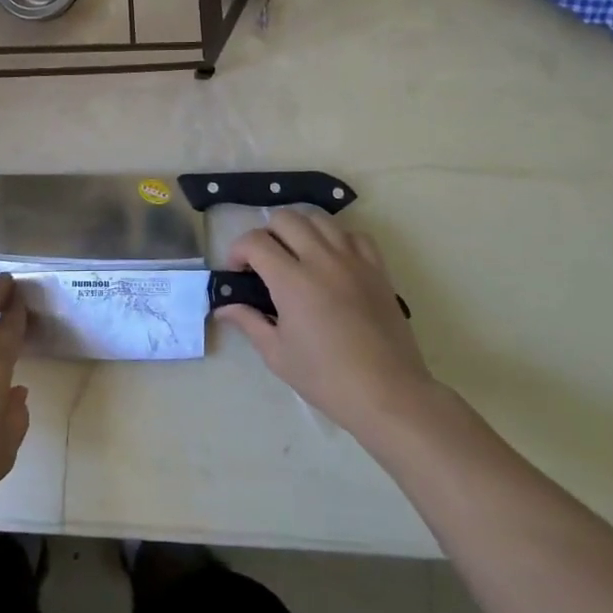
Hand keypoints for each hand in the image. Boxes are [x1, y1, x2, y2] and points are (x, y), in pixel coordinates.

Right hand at [216, 211, 434, 442]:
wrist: (388, 394)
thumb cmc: (326, 378)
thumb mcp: (277, 354)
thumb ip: (249, 322)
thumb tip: (224, 307)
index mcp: (292, 281)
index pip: (255, 241)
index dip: (238, 250)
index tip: (237, 270)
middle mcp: (321, 260)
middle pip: (285, 218)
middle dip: (266, 233)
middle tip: (265, 261)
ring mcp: (353, 260)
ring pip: (319, 218)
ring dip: (300, 229)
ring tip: (297, 254)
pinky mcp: (377, 269)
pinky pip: (354, 235)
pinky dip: (337, 238)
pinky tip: (333, 260)